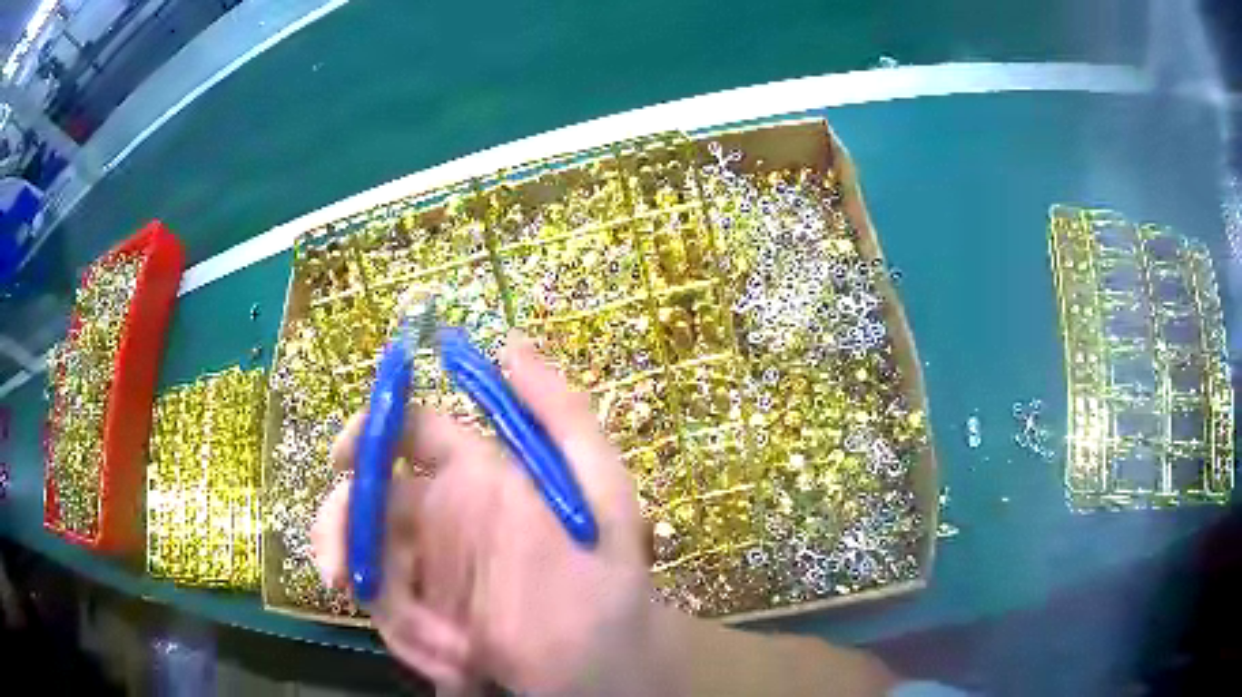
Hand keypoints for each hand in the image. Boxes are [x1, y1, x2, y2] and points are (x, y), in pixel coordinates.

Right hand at [312, 332, 658, 692]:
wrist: (608, 662)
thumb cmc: (603, 573)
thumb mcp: (596, 486)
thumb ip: (559, 411)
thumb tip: (509, 342)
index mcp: (476, 475)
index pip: (406, 432)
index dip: (369, 431)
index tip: (342, 457)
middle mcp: (444, 517)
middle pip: (366, 500)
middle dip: (341, 526)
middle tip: (338, 569)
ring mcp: (431, 569)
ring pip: (367, 561)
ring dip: (375, 595)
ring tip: (420, 637)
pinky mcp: (428, 619)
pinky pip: (391, 616)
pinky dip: (410, 640)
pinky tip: (457, 664)